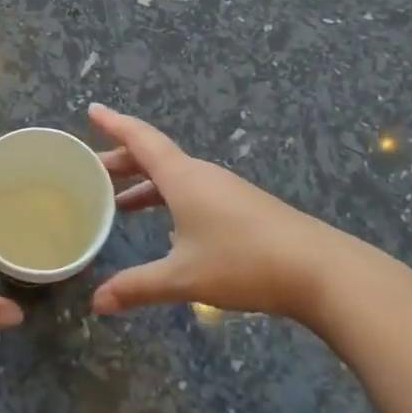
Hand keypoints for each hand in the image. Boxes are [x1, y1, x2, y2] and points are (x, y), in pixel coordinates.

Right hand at [88, 104, 368, 323]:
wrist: (320, 270)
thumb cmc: (244, 262)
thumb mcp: (184, 277)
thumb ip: (138, 286)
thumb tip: (96, 302)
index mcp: (182, 177)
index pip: (140, 139)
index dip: (114, 124)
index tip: (91, 110)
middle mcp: (201, 175)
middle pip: (154, 157)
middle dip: (121, 161)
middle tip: (92, 170)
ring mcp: (224, 190)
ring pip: (174, 176)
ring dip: (145, 183)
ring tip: (120, 203)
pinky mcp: (241, 208)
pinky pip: (192, 191)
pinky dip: (168, 199)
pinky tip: (167, 229)